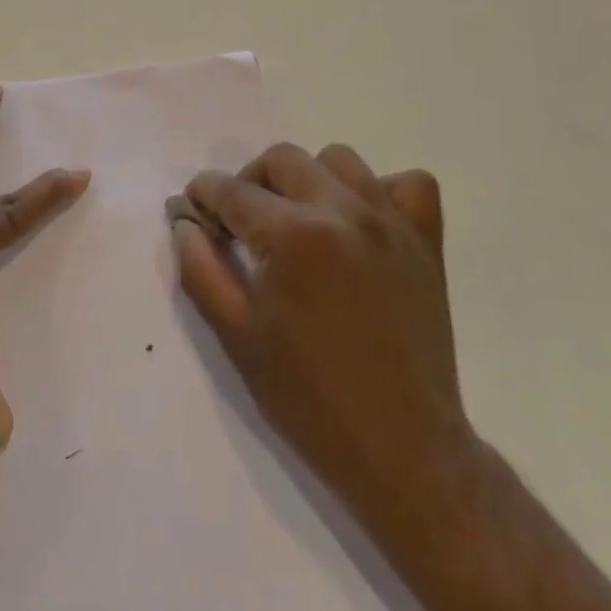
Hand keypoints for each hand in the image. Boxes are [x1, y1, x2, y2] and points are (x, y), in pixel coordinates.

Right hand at [168, 144, 477, 558]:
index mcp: (292, 235)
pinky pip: (408, 184)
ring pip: (338, 159)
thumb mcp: (235, 336)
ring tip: (299, 222)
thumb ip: (199, 268)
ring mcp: (390, 222)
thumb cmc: (309, 398)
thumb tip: (184, 222)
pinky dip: (380, 191)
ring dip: (307, 180)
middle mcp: (342, 211)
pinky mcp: (426, 241)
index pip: (231, 189)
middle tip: (241, 225)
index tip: (195, 213)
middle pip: (280, 159)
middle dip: (248, 182)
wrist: (403, 451)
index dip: (203, 196)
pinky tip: (360, 223)